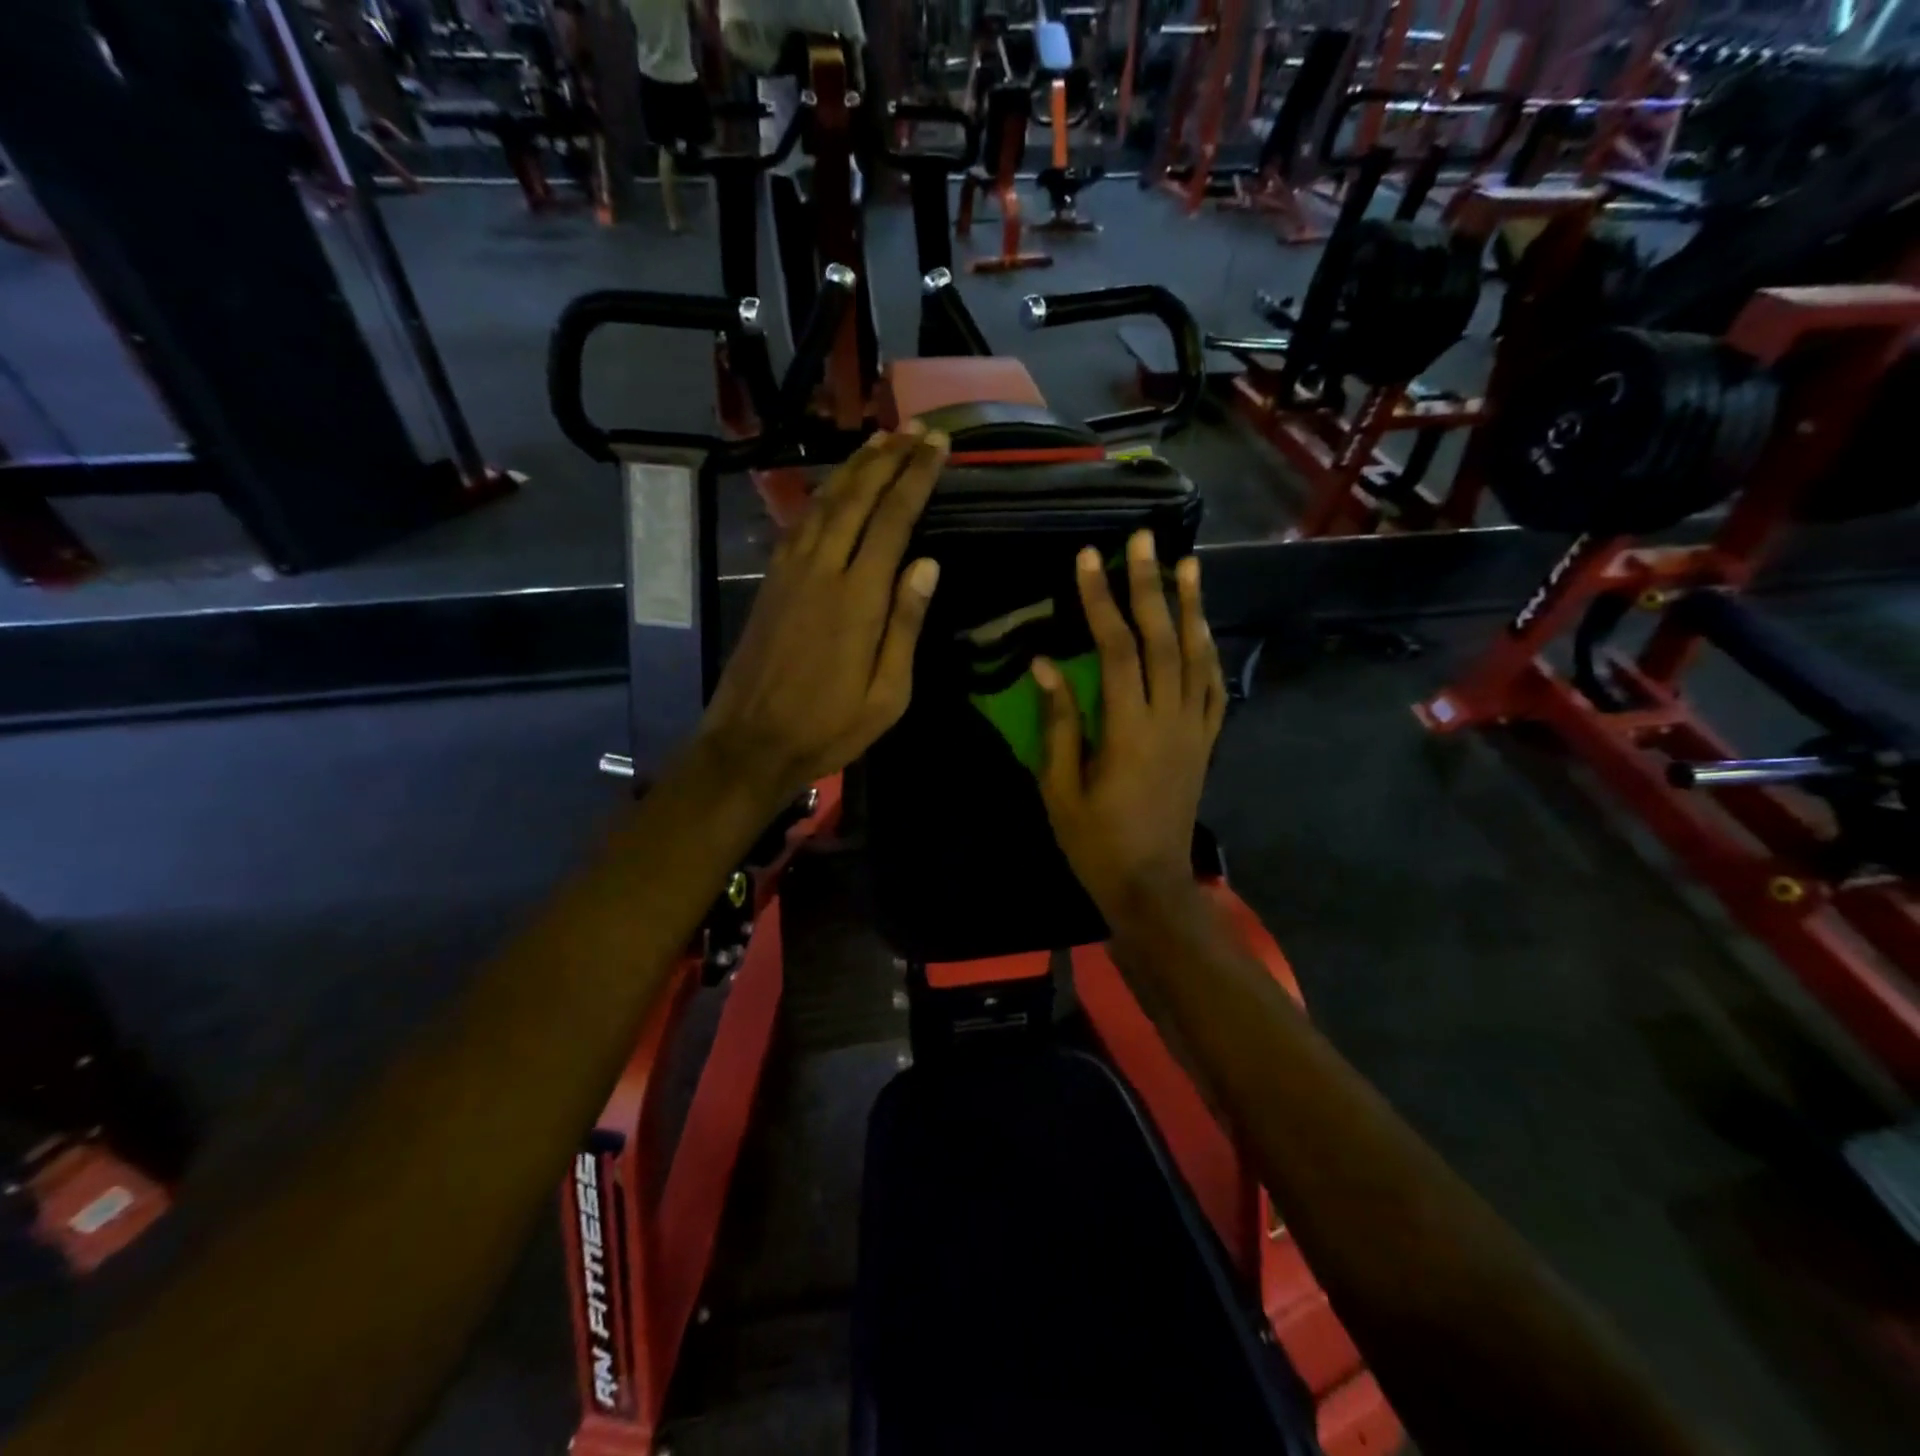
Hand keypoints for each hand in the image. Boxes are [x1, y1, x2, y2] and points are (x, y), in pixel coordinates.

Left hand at [696, 425, 948, 809]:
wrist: (750, 742)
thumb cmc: (829, 727)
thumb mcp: (887, 695)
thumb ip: (905, 625)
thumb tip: (927, 564)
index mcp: (858, 598)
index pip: (892, 520)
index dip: (916, 478)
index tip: (937, 446)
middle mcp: (822, 570)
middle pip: (857, 498)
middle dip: (888, 458)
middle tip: (915, 429)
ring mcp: (790, 572)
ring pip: (824, 502)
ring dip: (854, 467)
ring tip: (881, 440)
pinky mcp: (771, 581)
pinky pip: (800, 522)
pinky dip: (822, 495)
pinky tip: (835, 486)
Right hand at [1033, 531, 1225, 916]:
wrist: (1150, 885)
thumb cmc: (1095, 842)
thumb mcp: (1060, 787)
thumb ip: (1057, 723)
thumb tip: (1044, 665)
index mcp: (1128, 729)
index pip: (1116, 649)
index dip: (1101, 600)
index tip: (1088, 559)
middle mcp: (1169, 719)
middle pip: (1163, 639)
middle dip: (1150, 585)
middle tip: (1144, 539)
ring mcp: (1194, 730)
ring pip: (1197, 656)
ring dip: (1191, 607)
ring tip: (1187, 564)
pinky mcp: (1205, 743)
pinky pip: (1213, 688)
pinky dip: (1209, 652)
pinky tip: (1203, 628)